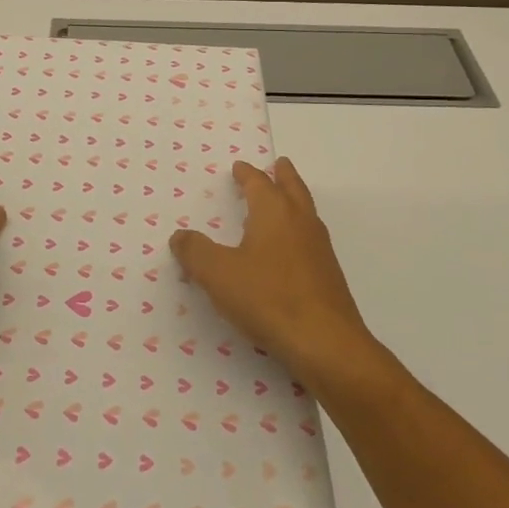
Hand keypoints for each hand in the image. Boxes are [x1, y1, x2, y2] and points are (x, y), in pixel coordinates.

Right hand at [170, 157, 373, 385]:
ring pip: (306, 212)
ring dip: (294, 200)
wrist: (325, 343)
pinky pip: (310, 238)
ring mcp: (319, 248)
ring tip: (285, 200)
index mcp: (274, 212)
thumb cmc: (268, 298)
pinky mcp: (328, 275)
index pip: (259, 183)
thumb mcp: (218, 274)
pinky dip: (299, 229)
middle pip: (292, 188)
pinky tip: (290, 249)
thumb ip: (195, 252)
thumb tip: (180, 236)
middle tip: (278, 164)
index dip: (247, 174)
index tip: (239, 167)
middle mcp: (300, 222)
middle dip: (282, 175)